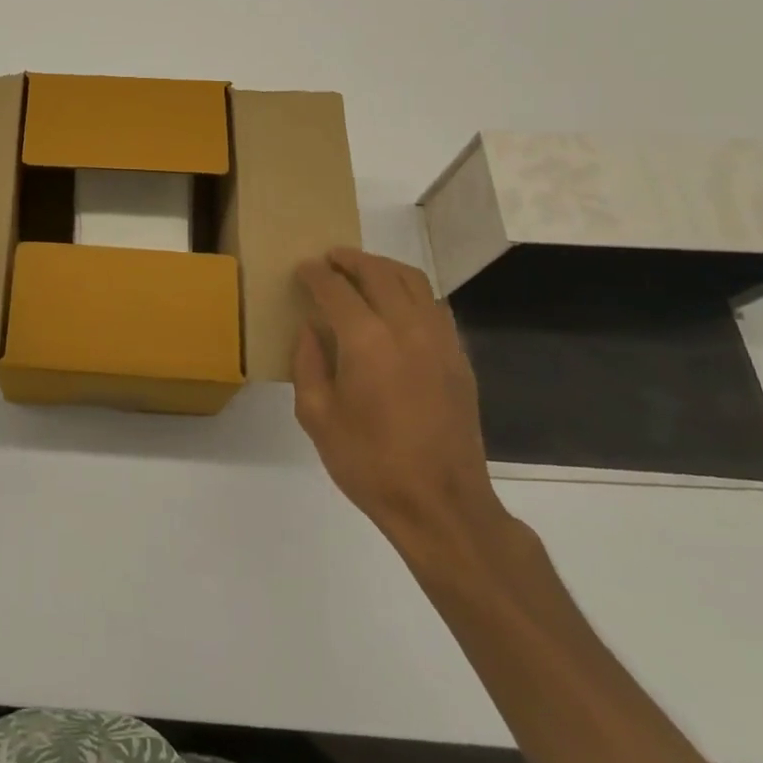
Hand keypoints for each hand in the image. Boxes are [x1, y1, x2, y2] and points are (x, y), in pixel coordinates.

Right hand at [293, 247, 502, 550]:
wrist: (441, 504)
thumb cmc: (369, 463)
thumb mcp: (316, 417)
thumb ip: (308, 364)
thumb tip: (311, 330)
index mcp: (366, 341)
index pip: (336, 288)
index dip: (316, 274)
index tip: (303, 268)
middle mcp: (406, 328)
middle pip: (378, 272)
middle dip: (350, 259)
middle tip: (330, 258)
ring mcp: (439, 340)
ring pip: (413, 281)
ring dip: (384, 268)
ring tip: (364, 271)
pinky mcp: (459, 358)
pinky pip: (435, 306)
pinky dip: (412, 292)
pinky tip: (398, 305)